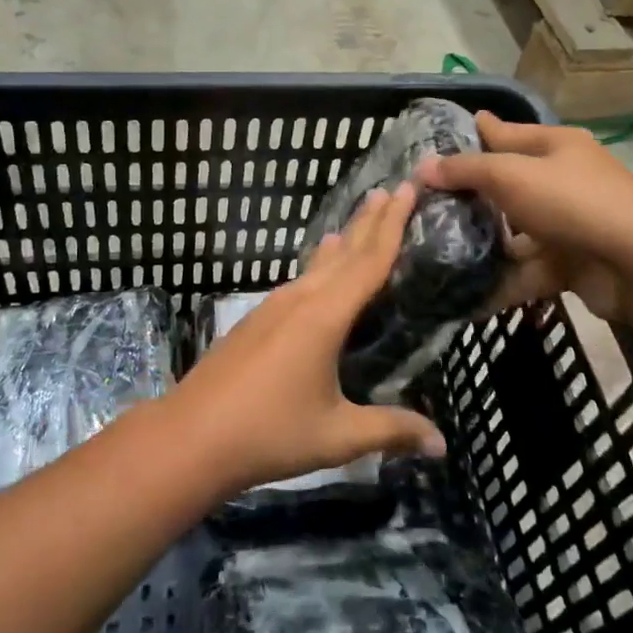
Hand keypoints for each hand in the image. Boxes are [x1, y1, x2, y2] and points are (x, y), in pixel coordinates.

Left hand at [170, 183, 446, 495]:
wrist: (190, 436)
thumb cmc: (269, 432)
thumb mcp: (337, 435)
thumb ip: (391, 430)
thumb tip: (442, 444)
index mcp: (325, 315)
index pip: (369, 260)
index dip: (394, 224)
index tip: (409, 187)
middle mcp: (301, 298)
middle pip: (344, 251)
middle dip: (370, 220)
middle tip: (394, 190)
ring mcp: (274, 306)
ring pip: (319, 264)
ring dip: (345, 240)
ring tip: (360, 218)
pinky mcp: (257, 320)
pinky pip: (301, 280)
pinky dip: (321, 265)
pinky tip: (319, 269)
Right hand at [416, 112, 632, 322]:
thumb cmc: (572, 202)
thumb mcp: (511, 176)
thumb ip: (466, 170)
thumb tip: (424, 168)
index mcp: (556, 146)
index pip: (506, 133)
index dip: (477, 133)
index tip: (444, 136)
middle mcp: (565, 179)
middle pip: (509, 184)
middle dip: (474, 195)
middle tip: (429, 203)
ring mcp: (571, 223)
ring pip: (518, 230)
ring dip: (487, 243)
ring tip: (441, 251)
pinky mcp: (573, 262)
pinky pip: (530, 269)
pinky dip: (505, 281)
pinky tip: (470, 295)